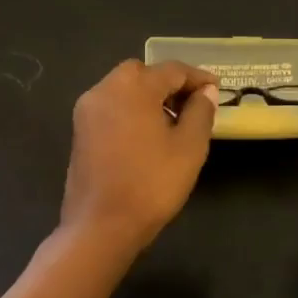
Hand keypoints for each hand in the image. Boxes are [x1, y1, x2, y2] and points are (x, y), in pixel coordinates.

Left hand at [60, 61, 218, 253]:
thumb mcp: (189, 147)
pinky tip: (148, 134)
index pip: (171, 70)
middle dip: (170, 83)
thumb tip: (206, 92)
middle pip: (143, 73)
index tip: (217, 88)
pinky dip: (131, 109)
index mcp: (133, 87)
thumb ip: (200, 112)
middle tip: (193, 104)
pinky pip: (111, 106)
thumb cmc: (151, 184)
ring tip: (174, 121)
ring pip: (124, 88)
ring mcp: (88, 110)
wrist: (100, 226)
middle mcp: (105, 89)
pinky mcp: (80, 130)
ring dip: (149, 96)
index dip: (197, 78)